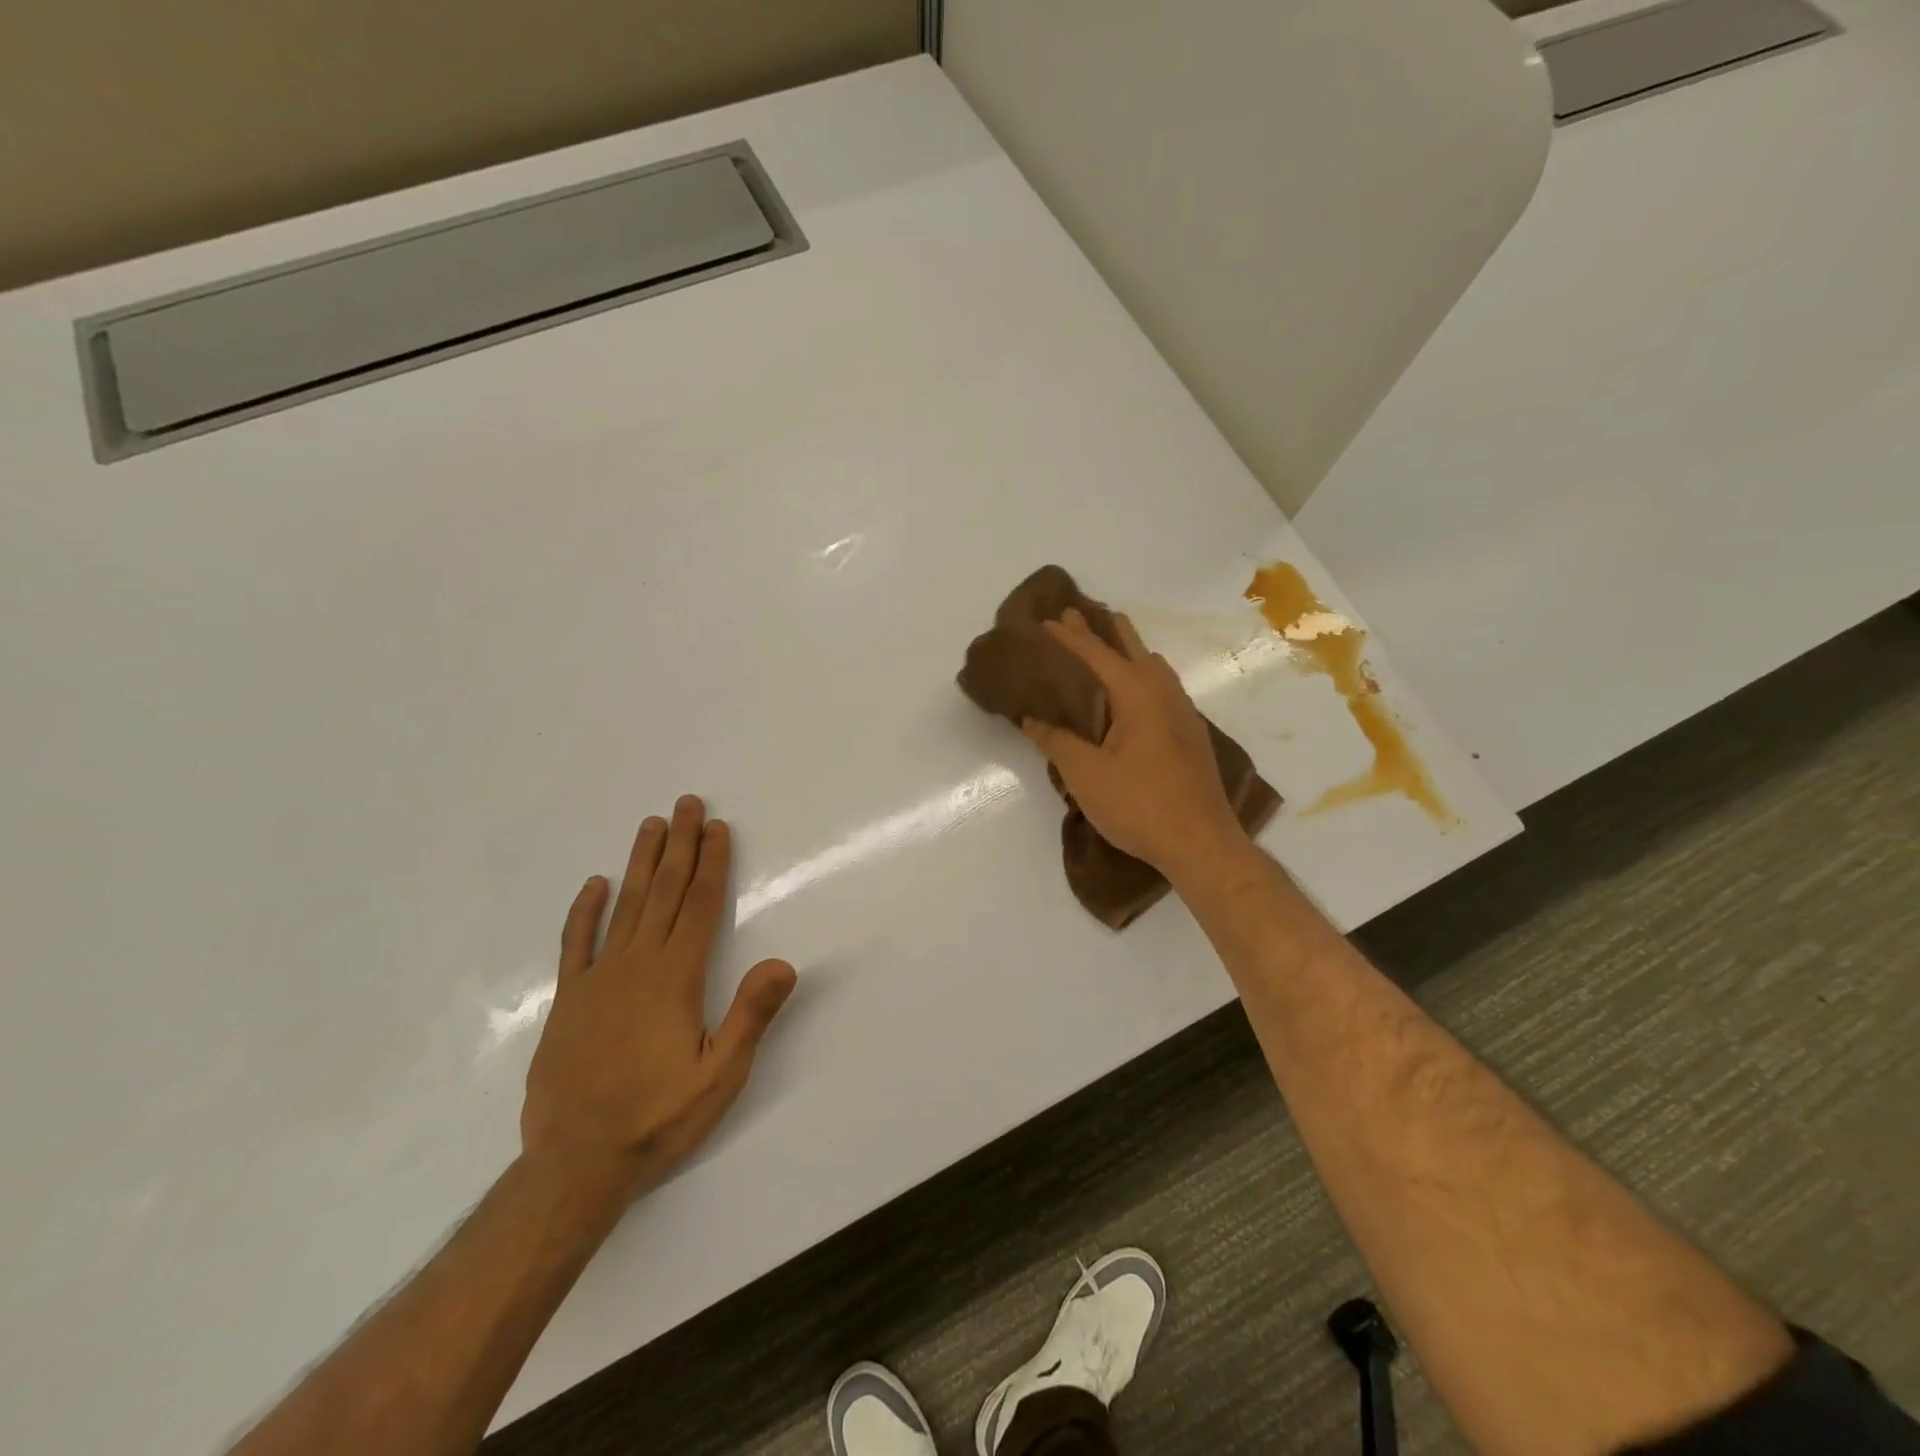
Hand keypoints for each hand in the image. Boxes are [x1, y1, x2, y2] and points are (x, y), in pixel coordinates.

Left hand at [521, 796, 796, 1200]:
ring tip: (651, 825)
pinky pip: (576, 944)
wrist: (575, 1165)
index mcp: (675, 979)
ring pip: (624, 907)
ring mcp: (597, 980)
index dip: (711, 864)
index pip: (697, 906)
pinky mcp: (569, 1001)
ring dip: (640, 863)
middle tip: (686, 804)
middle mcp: (636, 966)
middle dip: (679, 846)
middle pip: (663, 893)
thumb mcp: (720, 1077)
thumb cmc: (658, 1119)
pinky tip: (594, 885)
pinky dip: (585, 912)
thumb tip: (784, 963)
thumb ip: (750, 1017)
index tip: (717, 827)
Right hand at [1022, 610, 1248, 876]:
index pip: (1096, 653)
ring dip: (1127, 650)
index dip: (1069, 636)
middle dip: (1103, 629)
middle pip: (1132, 647)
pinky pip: (1161, 686)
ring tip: (1106, 647)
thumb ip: (1056, 741)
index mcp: (1136, 693)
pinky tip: (1132, 694)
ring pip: (1153, 666)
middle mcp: (1164, 692)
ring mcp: (1182, 712)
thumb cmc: (1139, 805)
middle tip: (1078, 615)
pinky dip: (1140, 674)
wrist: (1201, 842)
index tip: (1047, 620)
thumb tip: (1031, 717)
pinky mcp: (1189, 733)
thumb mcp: (1086, 775)